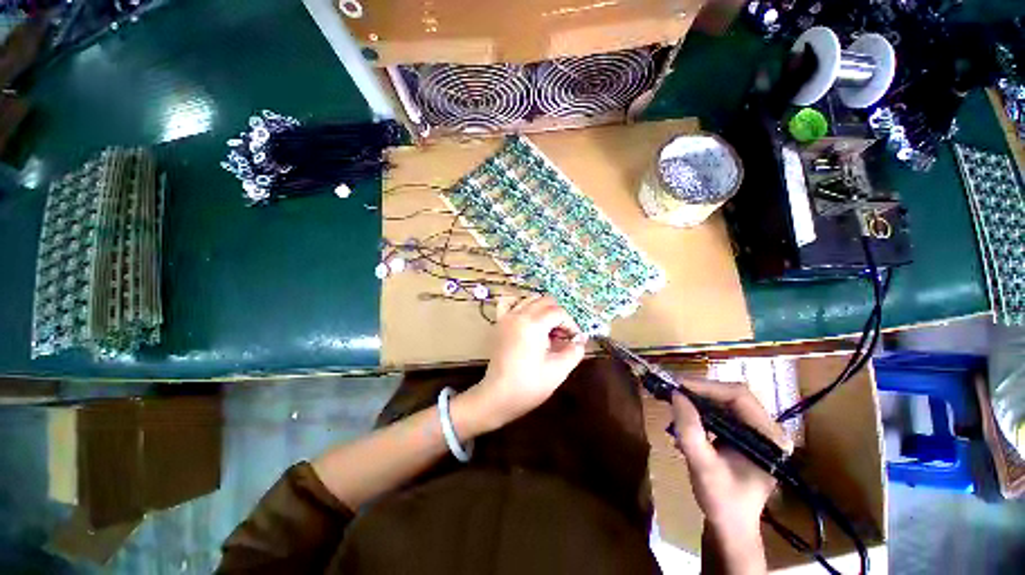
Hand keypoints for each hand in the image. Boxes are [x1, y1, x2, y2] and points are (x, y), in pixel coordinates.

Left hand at [472, 295, 585, 427]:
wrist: (498, 396)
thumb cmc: (529, 385)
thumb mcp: (558, 370)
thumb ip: (574, 351)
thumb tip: (581, 339)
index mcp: (533, 325)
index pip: (558, 313)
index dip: (570, 324)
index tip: (574, 340)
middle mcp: (518, 315)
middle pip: (545, 301)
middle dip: (558, 315)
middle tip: (562, 335)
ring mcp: (506, 317)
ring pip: (529, 299)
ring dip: (542, 309)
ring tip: (546, 329)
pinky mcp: (498, 323)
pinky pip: (509, 303)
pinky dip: (520, 305)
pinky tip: (526, 318)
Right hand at [670, 379, 786, 532]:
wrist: (729, 527)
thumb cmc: (722, 501)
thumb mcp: (703, 467)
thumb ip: (690, 431)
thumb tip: (676, 395)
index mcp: (769, 437)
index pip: (739, 396)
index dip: (707, 387)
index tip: (678, 387)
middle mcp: (767, 430)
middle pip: (731, 396)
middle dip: (700, 393)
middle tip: (673, 393)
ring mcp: (755, 433)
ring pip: (723, 403)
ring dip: (697, 402)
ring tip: (676, 406)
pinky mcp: (742, 437)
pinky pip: (720, 414)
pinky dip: (699, 413)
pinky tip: (684, 423)